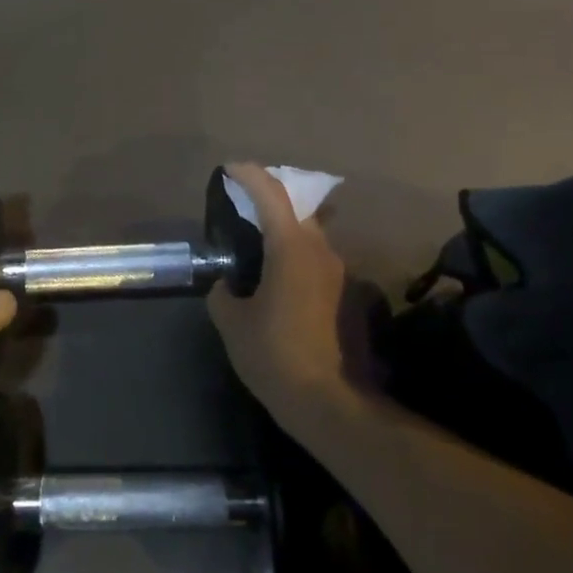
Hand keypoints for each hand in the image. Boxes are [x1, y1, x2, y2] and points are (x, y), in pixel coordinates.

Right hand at [207, 163, 347, 412]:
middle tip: (245, 205)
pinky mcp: (348, 295)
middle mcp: (322, 250)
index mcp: (291, 248)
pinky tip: (280, 282)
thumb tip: (226, 286)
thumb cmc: (275, 355)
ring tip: (259, 246)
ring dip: (286, 229)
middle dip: (272, 198)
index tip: (231, 169)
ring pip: (312, 234)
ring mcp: (340, 273)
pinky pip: (318, 260)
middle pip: (298, 207)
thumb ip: (224, 295)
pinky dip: (297, 256)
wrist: (332, 403)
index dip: (249, 176)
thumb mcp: (233, 324)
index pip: (272, 194)